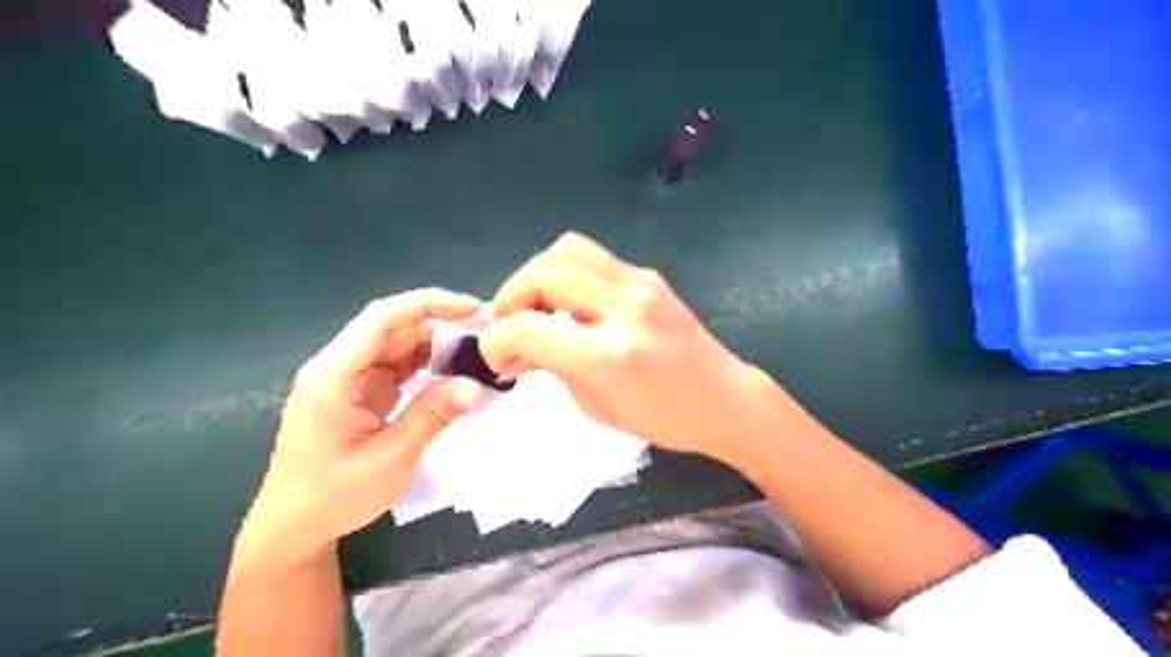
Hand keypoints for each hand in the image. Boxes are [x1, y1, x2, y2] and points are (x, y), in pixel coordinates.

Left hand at [245, 289, 490, 565]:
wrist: (293, 528)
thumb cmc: (333, 497)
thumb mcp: (389, 459)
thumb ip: (432, 416)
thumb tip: (478, 386)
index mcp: (334, 375)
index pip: (383, 318)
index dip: (430, 304)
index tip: (474, 309)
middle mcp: (338, 366)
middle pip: (394, 328)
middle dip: (441, 325)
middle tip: (487, 335)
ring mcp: (348, 379)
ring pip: (398, 345)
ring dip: (437, 346)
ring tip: (478, 353)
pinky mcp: (358, 392)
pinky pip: (397, 366)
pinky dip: (427, 366)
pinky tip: (454, 373)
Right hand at [475, 230, 769, 460]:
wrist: (724, 398)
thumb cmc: (663, 418)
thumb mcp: (597, 406)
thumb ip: (552, 368)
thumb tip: (514, 349)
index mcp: (611, 355)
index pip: (531, 328)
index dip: (497, 339)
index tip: (493, 355)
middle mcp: (625, 308)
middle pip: (545, 270)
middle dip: (512, 294)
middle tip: (510, 322)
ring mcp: (641, 284)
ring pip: (568, 249)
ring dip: (538, 276)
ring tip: (536, 308)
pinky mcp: (648, 275)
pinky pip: (592, 258)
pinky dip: (566, 276)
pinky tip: (569, 305)